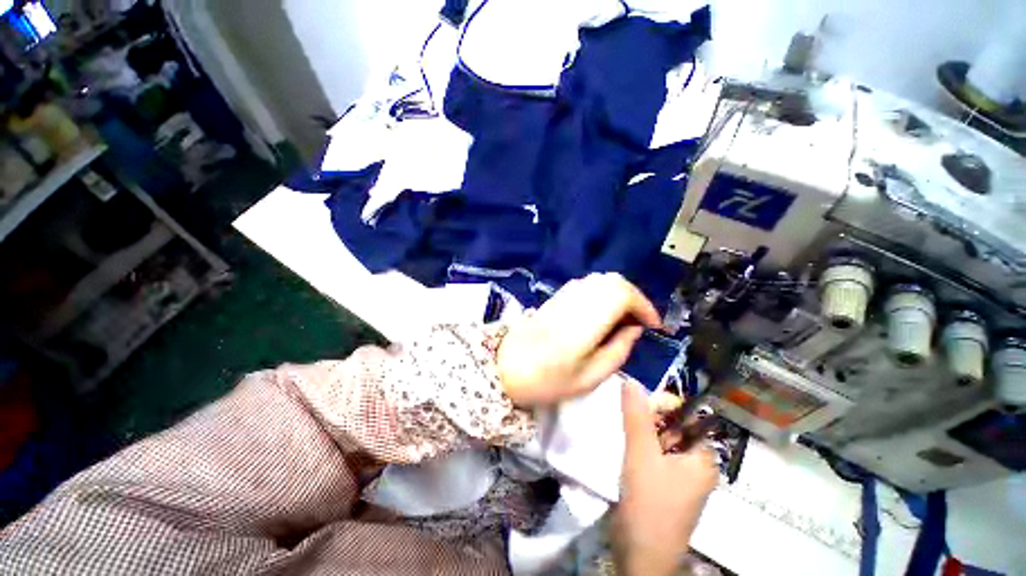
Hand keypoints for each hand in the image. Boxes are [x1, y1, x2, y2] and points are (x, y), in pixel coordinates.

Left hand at [497, 273, 661, 406]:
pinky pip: (586, 285)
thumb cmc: (548, 380)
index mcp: (585, 320)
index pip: (622, 293)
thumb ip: (618, 350)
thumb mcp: (591, 377)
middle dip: (633, 297)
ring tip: (622, 319)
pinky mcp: (555, 297)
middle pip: (613, 280)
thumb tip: (633, 328)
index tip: (652, 325)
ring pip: (599, 280)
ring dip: (617, 294)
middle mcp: (576, 299)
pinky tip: (600, 314)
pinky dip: (601, 293)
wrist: (505, 367)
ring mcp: (563, 295)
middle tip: (638, 321)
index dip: (644, 304)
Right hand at [614, 381, 718, 575]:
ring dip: (642, 431)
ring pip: (660, 438)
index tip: (638, 403)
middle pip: (673, 425)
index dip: (664, 404)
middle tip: (629, 423)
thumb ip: (637, 417)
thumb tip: (631, 380)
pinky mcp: (663, 482)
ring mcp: (679, 474)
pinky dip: (640, 445)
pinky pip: (653, 452)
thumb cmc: (649, 504)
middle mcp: (695, 463)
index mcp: (701, 456)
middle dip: (650, 418)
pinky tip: (627, 447)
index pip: (687, 415)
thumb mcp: (641, 455)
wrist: (640, 554)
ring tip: (626, 435)